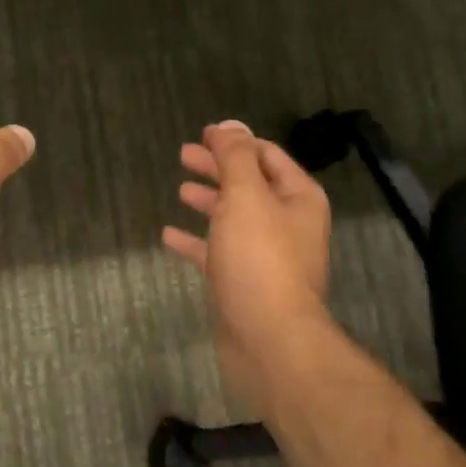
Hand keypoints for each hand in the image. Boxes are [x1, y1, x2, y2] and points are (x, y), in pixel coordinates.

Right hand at [162, 120, 333, 408]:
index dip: (235, 142)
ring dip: (208, 201)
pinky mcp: (244, 284)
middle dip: (217, 168)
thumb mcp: (245, 195)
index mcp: (297, 198)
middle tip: (183, 155)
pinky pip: (217, 252)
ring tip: (179, 189)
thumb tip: (229, 125)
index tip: (203, 133)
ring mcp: (266, 256)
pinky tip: (168, 236)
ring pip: (233, 218)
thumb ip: (235, 156)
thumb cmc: (260, 259)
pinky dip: (195, 241)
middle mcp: (287, 224)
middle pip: (248, 184)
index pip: (267, 156)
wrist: (269, 341)